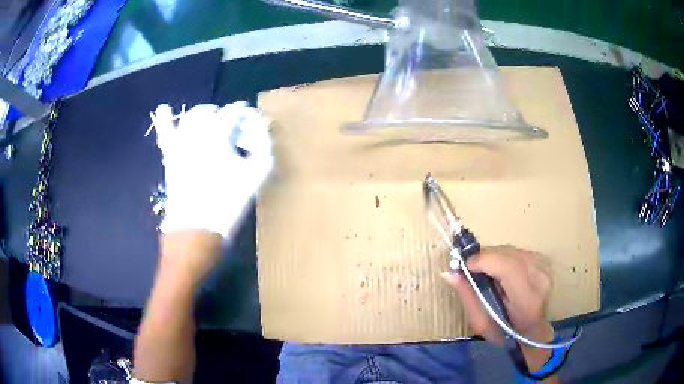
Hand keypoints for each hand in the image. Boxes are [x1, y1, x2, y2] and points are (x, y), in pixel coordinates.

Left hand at [149, 102, 273, 237]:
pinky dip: (164, 120)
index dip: (246, 114)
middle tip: (235, 129)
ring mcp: (179, 143)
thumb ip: (263, 146)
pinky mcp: (170, 156)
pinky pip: (165, 133)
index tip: (254, 124)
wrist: (196, 230)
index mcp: (218, 134)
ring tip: (211, 123)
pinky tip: (163, 109)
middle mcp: (196, 132)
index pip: (234, 111)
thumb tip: (261, 127)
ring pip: (190, 117)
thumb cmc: (228, 203)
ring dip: (202, 115)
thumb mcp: (256, 175)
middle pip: (210, 111)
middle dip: (224, 115)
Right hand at [442, 245, 553, 345]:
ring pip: (512, 249)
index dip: (484, 261)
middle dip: (485, 257)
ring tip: (485, 270)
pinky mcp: (543, 262)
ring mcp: (544, 268)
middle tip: (471, 268)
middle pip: (508, 254)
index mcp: (526, 300)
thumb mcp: (481, 323)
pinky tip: (500, 269)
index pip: (508, 268)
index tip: (465, 265)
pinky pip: (518, 250)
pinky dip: (504, 256)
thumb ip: (468, 297)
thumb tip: (451, 273)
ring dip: (494, 256)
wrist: (533, 330)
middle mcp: (539, 279)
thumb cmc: (505, 333)